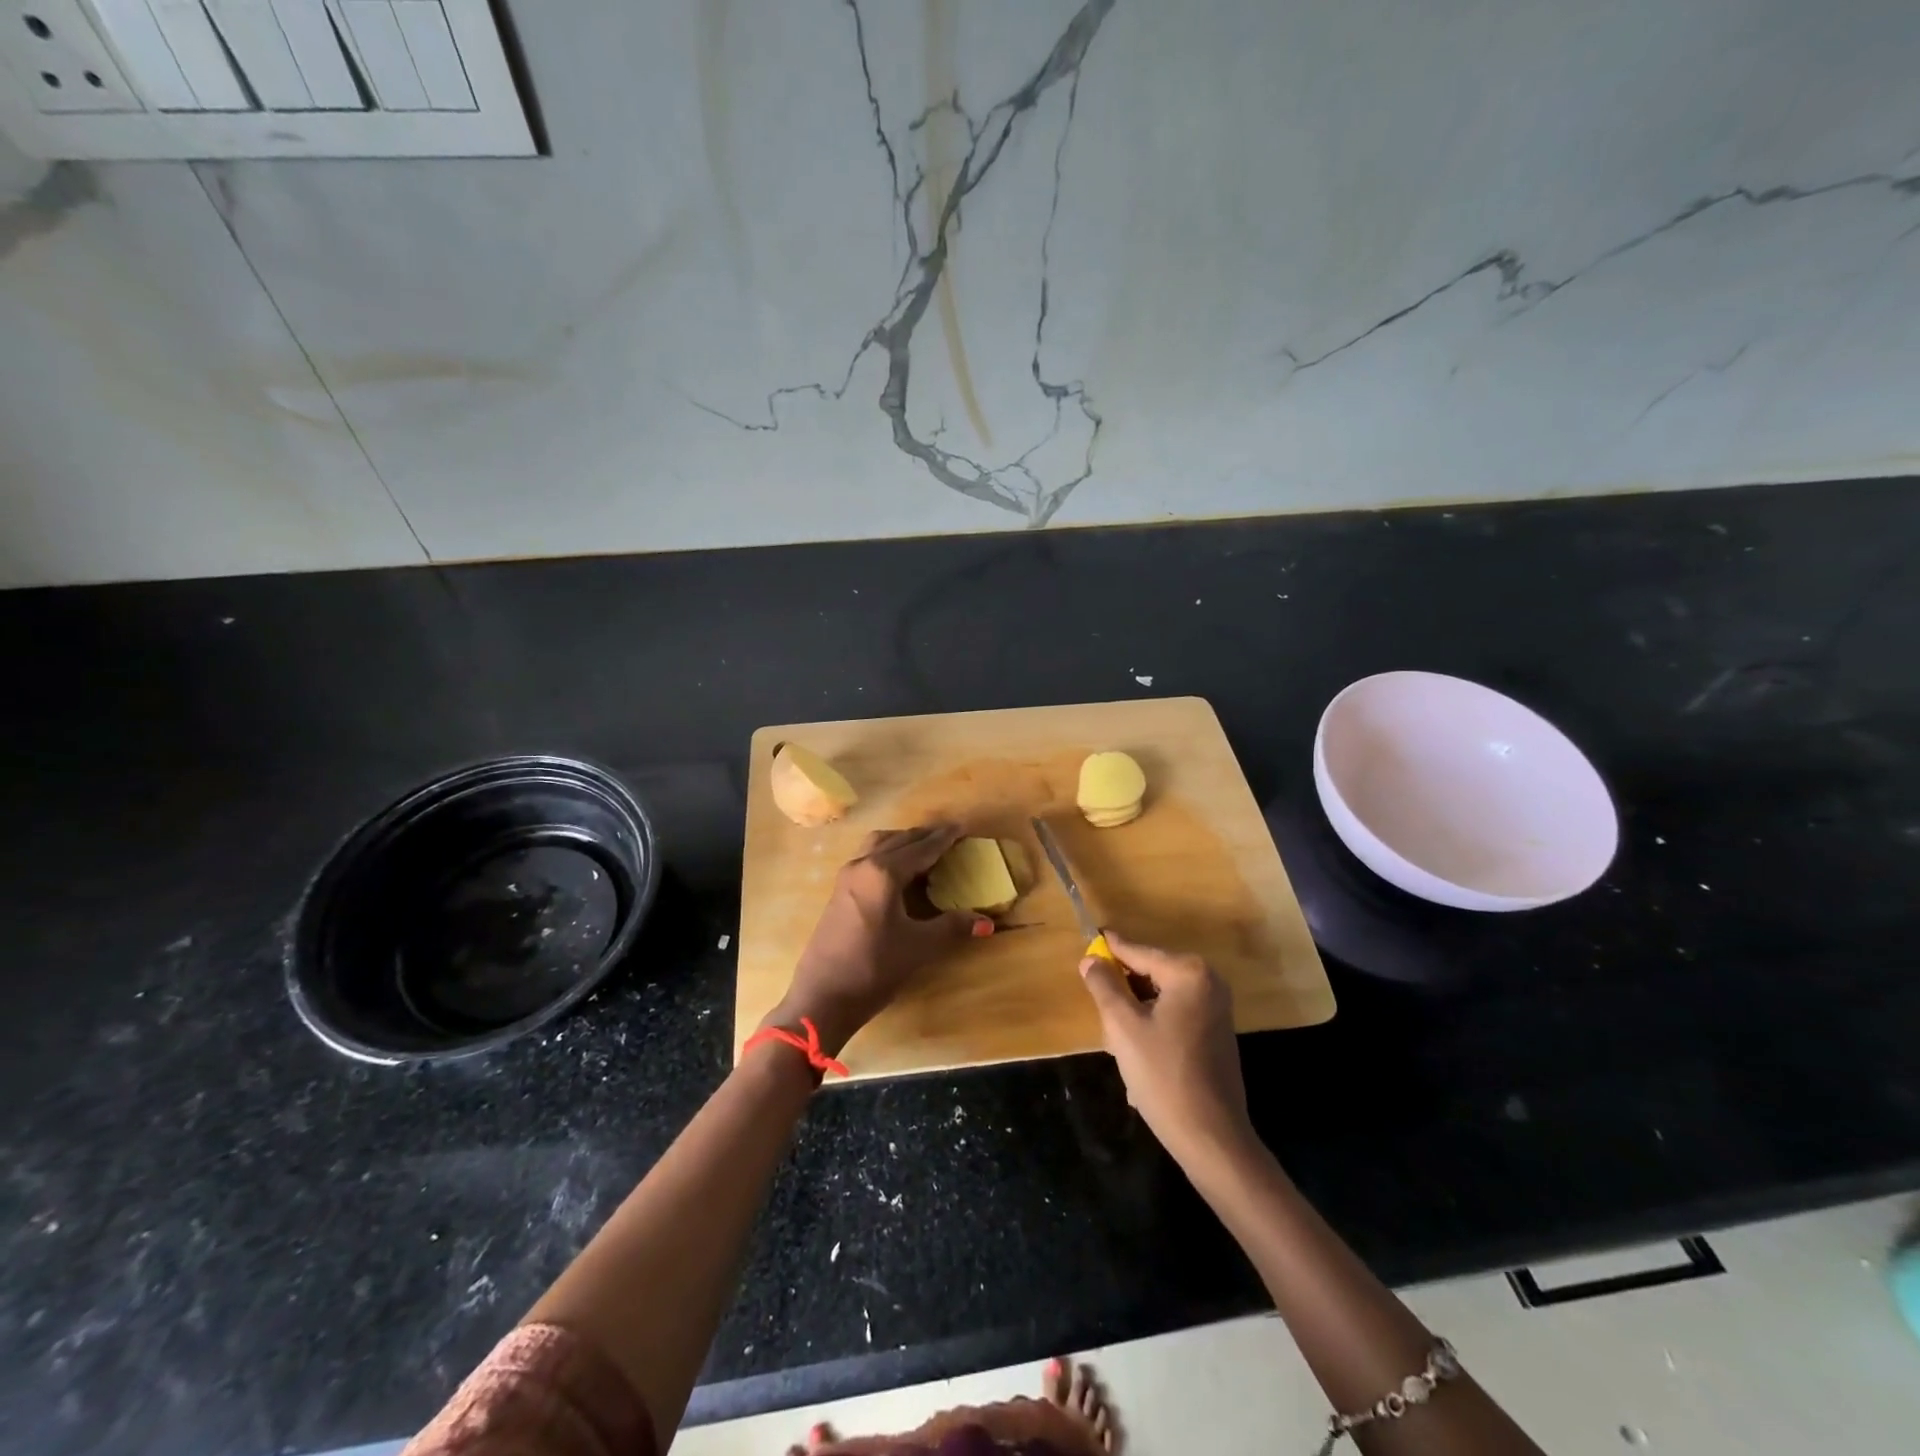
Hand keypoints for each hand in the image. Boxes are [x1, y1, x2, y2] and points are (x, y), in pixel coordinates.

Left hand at [767, 823, 989, 1054]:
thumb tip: (986, 922)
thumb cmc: (873, 968)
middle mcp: (863, 865)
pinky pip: (868, 857)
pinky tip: (898, 871)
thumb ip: (952, 927)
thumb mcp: (919, 947)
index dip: (944, 838)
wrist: (822, 997)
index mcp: (884, 873)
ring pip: (879, 844)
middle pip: (899, 840)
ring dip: (903, 841)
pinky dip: (888, 853)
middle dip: (925, 836)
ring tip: (925, 848)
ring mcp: (847, 877)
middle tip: (950, 835)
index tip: (963, 827)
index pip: (922, 848)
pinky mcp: (839, 891)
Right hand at [1078, 931, 1253, 1167]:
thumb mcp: (1123, 1026)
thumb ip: (1104, 986)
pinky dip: (1153, 1025)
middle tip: (1100, 1009)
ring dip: (1136, 1012)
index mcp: (1188, 973)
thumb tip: (1090, 959)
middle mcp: (1208, 982)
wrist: (1211, 1138)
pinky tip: (1139, 1054)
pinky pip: (1174, 1015)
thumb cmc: (1163, 1075)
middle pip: (1150, 973)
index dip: (1109, 950)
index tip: (1088, 938)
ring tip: (1118, 1040)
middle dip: (1123, 991)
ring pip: (1160, 997)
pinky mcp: (1216, 1032)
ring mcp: (1216, 1008)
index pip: (1137, 952)